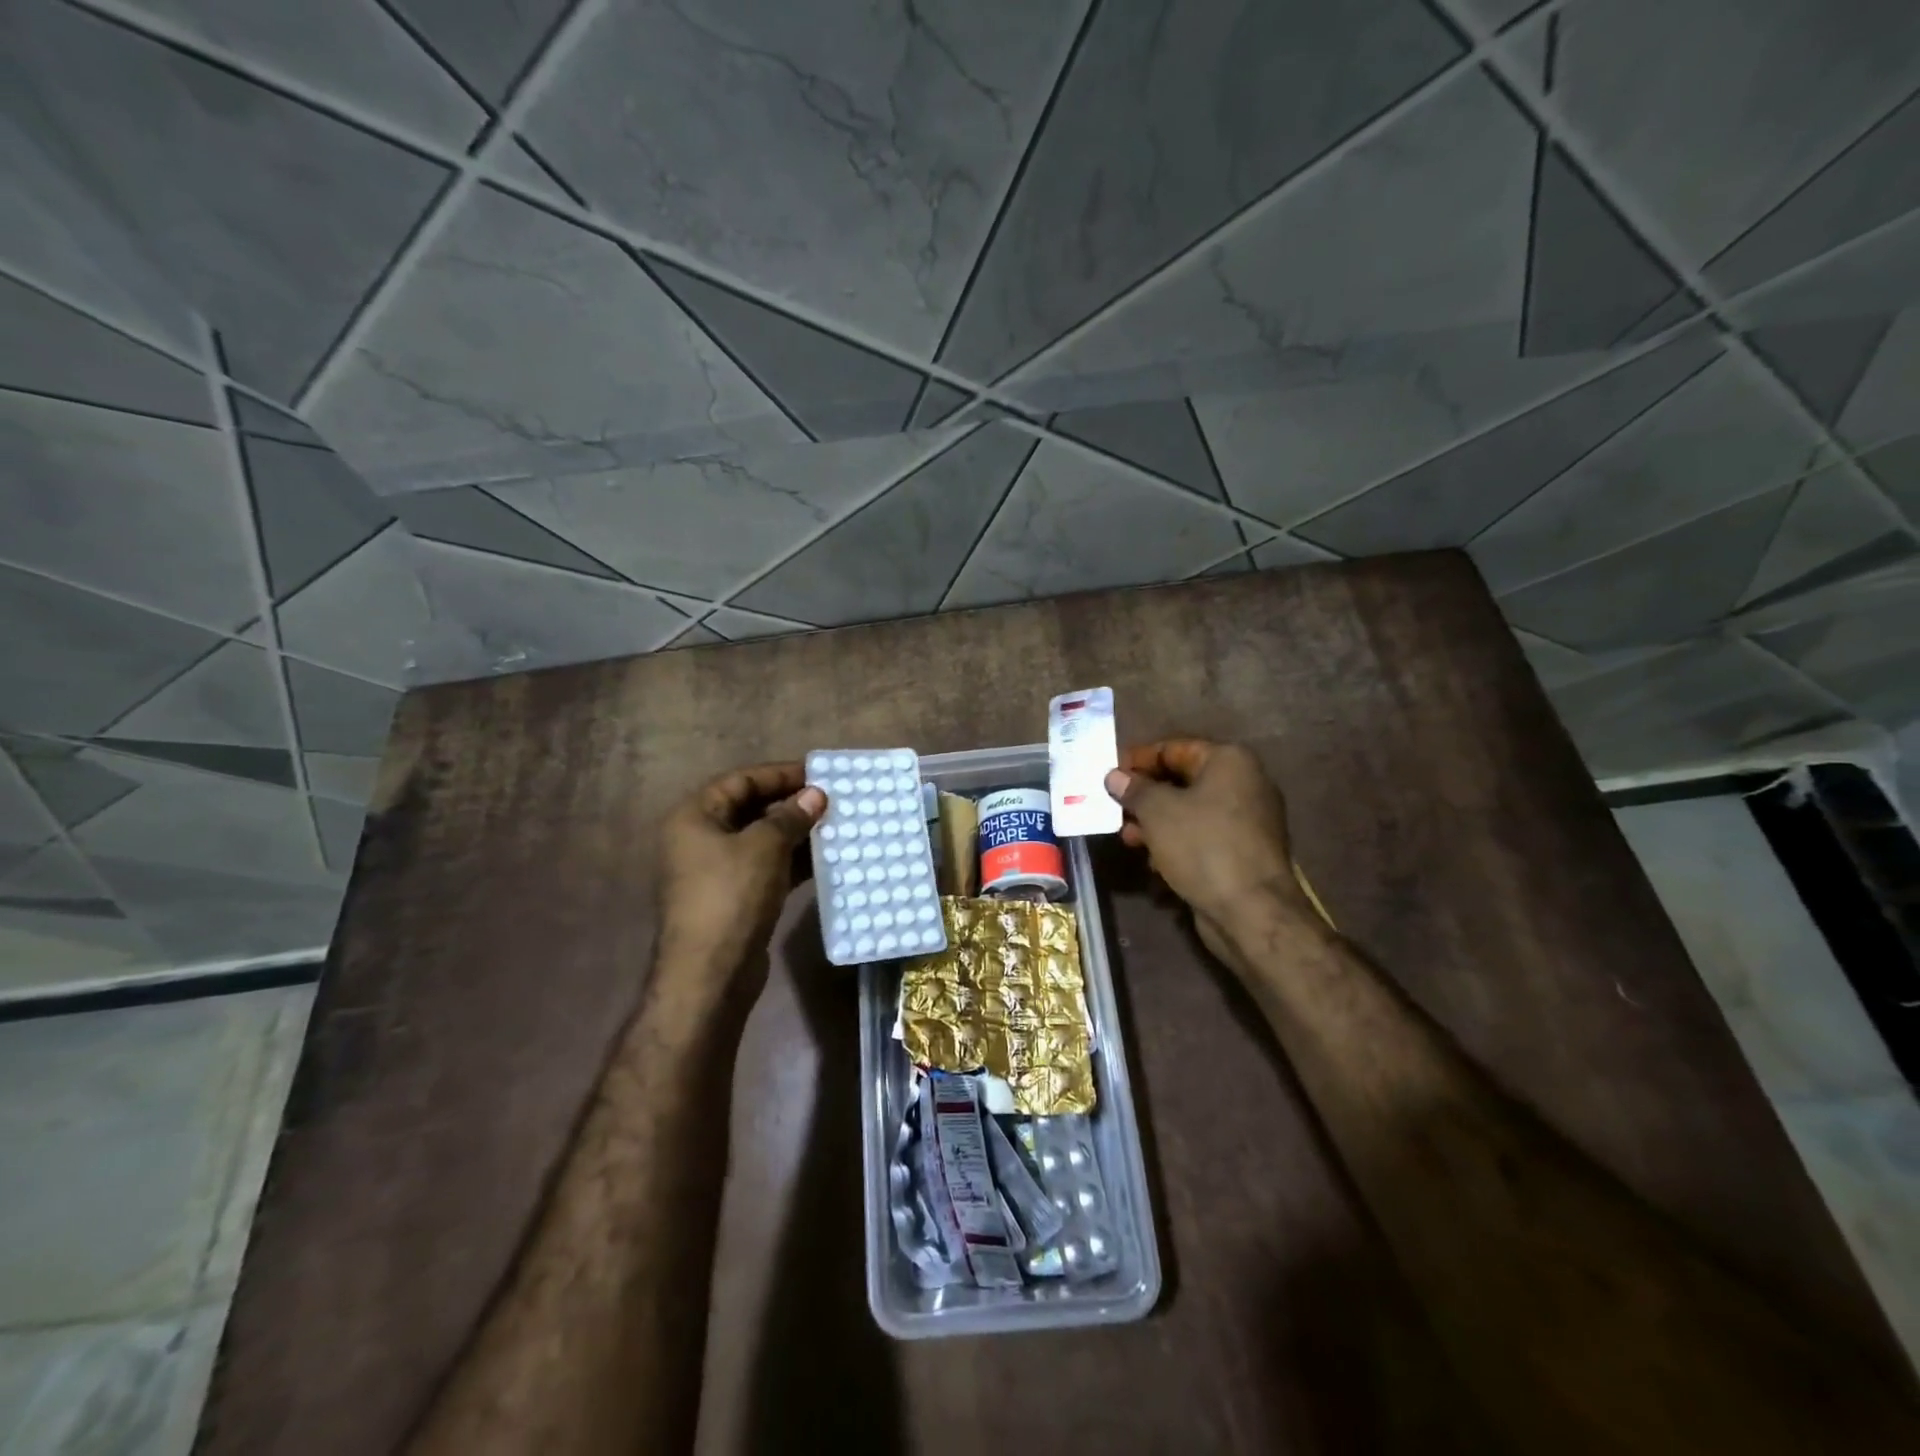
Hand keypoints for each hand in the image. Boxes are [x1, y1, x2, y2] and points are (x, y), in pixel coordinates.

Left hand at [656, 763, 826, 980]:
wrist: (711, 974)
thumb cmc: (732, 896)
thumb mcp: (764, 847)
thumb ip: (791, 816)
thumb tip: (816, 794)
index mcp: (695, 817)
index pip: (741, 780)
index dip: (780, 774)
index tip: (819, 773)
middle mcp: (700, 838)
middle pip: (751, 808)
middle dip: (792, 803)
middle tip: (832, 800)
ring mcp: (717, 871)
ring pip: (762, 840)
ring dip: (797, 833)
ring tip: (836, 825)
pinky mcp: (735, 897)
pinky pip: (767, 867)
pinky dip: (793, 861)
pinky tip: (825, 859)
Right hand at [1105, 740, 1315, 963]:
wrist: (1251, 911)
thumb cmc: (1203, 846)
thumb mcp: (1158, 811)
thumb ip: (1134, 789)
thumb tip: (1115, 776)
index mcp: (1229, 761)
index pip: (1173, 748)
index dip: (1137, 759)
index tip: (1108, 774)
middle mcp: (1244, 783)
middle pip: (1181, 780)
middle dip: (1144, 795)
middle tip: (1113, 807)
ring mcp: (1247, 819)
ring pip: (1189, 811)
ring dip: (1155, 822)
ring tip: (1127, 837)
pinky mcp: (1243, 851)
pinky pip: (1201, 836)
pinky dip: (1175, 842)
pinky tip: (1152, 860)